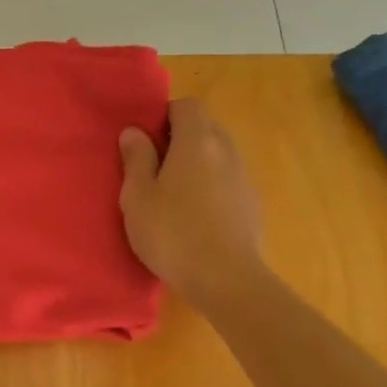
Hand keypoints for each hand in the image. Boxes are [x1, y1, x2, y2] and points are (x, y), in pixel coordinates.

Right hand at [119, 98, 263, 308]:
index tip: (145, 141)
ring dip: (197, 164)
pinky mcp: (251, 205)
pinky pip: (227, 181)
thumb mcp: (138, 196)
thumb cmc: (172, 233)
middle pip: (206, 127)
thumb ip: (136, 159)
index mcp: (197, 141)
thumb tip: (134, 132)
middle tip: (154, 167)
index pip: (187, 106)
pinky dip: (211, 187)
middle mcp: (226, 151)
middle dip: (181, 138)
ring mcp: (243, 178)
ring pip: (218, 155)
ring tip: (173, 194)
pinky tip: (195, 217)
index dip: (165, 116)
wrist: (226, 280)